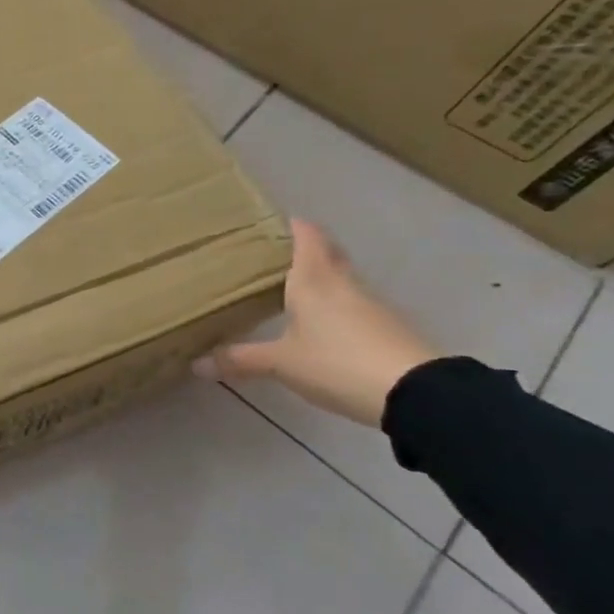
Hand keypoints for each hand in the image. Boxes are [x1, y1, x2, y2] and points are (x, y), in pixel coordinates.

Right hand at [193, 218, 437, 425]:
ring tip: (289, 287)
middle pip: (326, 253)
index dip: (290, 224)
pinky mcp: (386, 328)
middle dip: (303, 248)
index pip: (306, 236)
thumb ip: (240, 360)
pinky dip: (334, 304)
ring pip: (340, 279)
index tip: (270, 220)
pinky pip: (352, 304)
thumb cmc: (337, 363)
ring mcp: (370, 305)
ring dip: (320, 277)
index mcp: (314, 280)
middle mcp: (343, 284)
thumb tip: (197, 363)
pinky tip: (319, 323)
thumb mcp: (281, 363)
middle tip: (272, 253)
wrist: (416, 393)